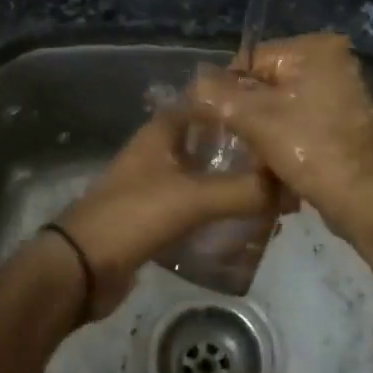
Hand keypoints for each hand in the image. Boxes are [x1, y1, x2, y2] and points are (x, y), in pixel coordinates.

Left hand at [50, 108, 279, 319]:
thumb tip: (290, 189)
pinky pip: (194, 207)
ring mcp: (153, 186)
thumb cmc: (134, 216)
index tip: (275, 115)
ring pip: (202, 176)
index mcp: (161, 133)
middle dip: (242, 151)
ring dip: (231, 183)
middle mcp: (157, 153)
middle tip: (281, 162)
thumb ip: (243, 191)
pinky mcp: (154, 218)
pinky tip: (243, 224)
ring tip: (271, 195)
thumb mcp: (193, 198)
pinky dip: (216, 212)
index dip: (238, 106)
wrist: (82, 267)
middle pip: (207, 142)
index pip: (206, 105)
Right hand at [187, 33, 372, 239]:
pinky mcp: (346, 122)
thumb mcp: (254, 118)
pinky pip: (303, 122)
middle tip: (235, 142)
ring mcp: (344, 93)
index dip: (228, 90)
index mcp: (317, 49)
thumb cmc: (310, 150)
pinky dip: (286, 139)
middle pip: (268, 83)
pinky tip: (275, 164)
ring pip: (284, 106)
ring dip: (265, 130)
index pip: (252, 60)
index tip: (216, 122)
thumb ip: (217, 94)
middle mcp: (335, 62)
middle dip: (249, 112)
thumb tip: (194, 82)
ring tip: (254, 157)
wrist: (365, 201)